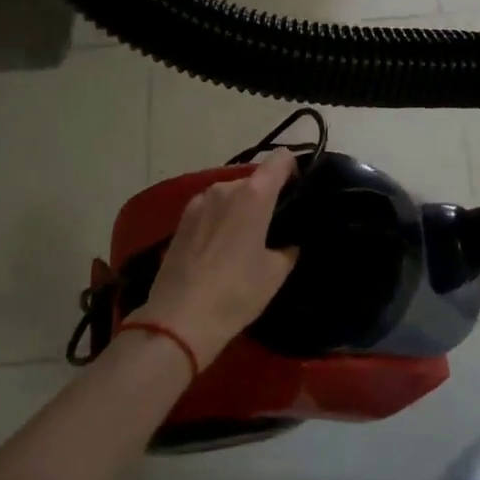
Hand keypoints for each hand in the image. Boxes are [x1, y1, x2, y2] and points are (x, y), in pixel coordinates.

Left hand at [133, 150, 299, 368]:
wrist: (179, 319)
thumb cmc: (236, 292)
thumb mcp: (275, 272)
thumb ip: (289, 247)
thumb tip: (289, 240)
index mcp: (254, 194)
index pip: (281, 159)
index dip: (294, 169)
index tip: (299, 190)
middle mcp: (225, 188)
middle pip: (254, 179)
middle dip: (267, 195)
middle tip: (275, 225)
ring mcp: (199, 201)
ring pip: (230, 194)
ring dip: (241, 208)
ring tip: (247, 238)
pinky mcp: (181, 219)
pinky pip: (211, 208)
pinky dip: (221, 218)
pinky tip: (222, 246)